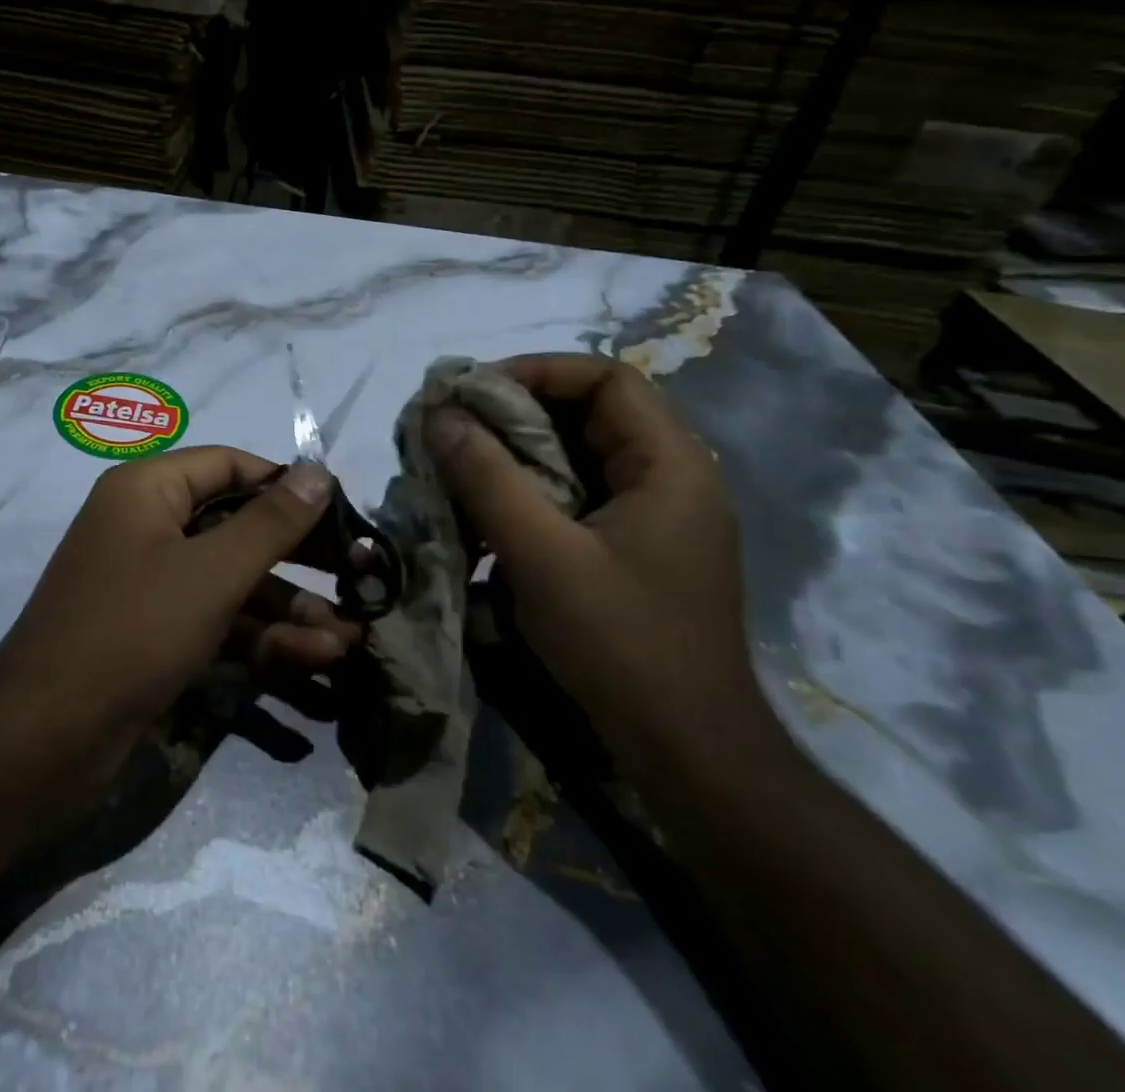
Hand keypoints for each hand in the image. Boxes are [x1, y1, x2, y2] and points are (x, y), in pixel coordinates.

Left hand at [0, 447, 359, 803]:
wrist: (44, 738)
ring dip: (288, 608)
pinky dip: (259, 637)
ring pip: (232, 580)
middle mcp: (147, 526)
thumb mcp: (211, 572)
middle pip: (237, 525)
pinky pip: (216, 619)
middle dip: (299, 556)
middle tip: (360, 577)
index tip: (342, 513)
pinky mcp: (154, 633)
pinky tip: (312, 660)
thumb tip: (318, 472)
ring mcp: (150, 582)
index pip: (230, 465)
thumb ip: (271, 522)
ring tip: (350, 638)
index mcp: (148, 490)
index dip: (287, 485)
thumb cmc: (132, 631)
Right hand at [426, 354, 767, 774]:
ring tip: (457, 469)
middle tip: (452, 430)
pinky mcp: (632, 551)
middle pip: (587, 415)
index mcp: (671, 466)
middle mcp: (669, 480)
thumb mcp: (542, 556)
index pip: (606, 378)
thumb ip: (487, 478)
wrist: (687, 754)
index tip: (473, 393)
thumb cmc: (622, 644)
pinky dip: (527, 496)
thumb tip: (437, 414)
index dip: (537, 371)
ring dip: (514, 457)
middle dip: (514, 415)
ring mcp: (653, 518)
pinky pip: (574, 499)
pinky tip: (484, 519)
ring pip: (575, 458)